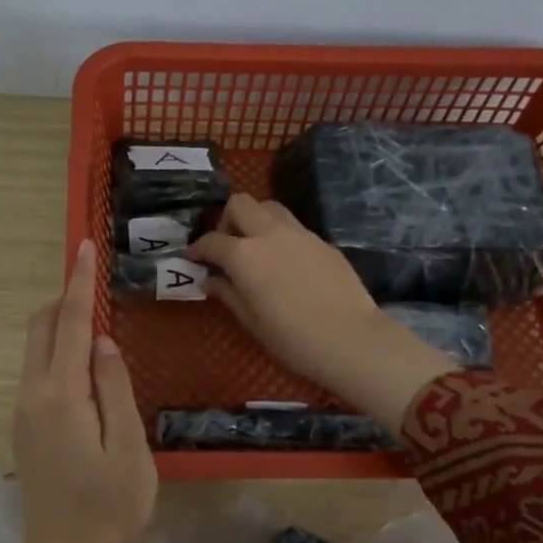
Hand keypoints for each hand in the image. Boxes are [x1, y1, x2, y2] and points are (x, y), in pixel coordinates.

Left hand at [0, 239, 157, 542]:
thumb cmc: (109, 506)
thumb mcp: (129, 448)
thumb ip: (115, 388)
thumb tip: (102, 341)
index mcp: (61, 395)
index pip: (68, 324)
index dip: (78, 283)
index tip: (83, 247)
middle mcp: (32, 394)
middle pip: (40, 328)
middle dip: (63, 300)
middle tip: (97, 291)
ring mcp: (22, 411)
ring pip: (34, 350)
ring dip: (59, 328)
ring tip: (97, 331)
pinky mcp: (23, 426)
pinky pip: (37, 372)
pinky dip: (56, 355)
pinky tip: (84, 372)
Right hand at [186, 196, 455, 430]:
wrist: (351, 339)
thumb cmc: (292, 338)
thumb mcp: (251, 321)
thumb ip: (228, 294)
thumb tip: (211, 280)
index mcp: (245, 255)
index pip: (211, 241)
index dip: (197, 249)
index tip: (192, 258)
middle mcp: (269, 234)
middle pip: (240, 204)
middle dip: (226, 219)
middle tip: (227, 246)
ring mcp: (300, 234)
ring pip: (270, 207)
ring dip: (256, 220)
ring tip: (256, 247)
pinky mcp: (323, 242)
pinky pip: (294, 227)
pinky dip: (281, 235)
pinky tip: (286, 262)